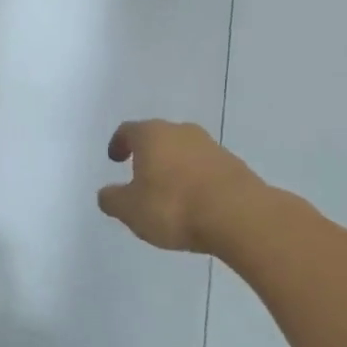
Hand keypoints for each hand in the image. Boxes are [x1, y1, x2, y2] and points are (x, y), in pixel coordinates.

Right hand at [97, 120, 259, 253]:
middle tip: (140, 176)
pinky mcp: (234, 165)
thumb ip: (113, 200)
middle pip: (158, 137)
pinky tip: (195, 203)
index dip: (119, 144)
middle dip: (148, 155)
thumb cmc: (174, 207)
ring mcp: (211, 146)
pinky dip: (195, 180)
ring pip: (184, 151)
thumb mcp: (131, 210)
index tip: (115, 159)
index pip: (128, 130)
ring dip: (174, 167)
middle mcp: (181, 132)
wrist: (240, 216)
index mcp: (151, 135)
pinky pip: (205, 168)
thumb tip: (106, 193)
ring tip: (169, 194)